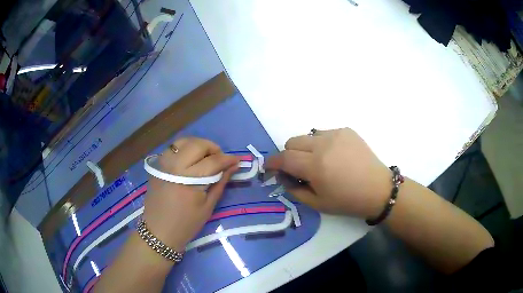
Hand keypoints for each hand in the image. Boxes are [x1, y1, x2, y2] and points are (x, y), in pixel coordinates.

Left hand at [142, 137, 239, 250]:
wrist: (158, 231)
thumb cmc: (186, 224)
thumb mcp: (208, 206)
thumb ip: (220, 182)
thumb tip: (233, 167)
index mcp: (188, 180)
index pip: (212, 161)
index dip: (228, 159)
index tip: (238, 160)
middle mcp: (174, 166)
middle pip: (197, 145)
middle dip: (212, 148)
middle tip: (220, 159)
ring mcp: (163, 163)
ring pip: (183, 141)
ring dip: (198, 145)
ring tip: (205, 157)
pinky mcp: (157, 165)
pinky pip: (173, 148)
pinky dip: (185, 148)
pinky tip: (190, 158)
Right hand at [266, 128, 390, 218]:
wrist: (378, 189)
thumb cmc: (348, 201)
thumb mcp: (317, 203)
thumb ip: (294, 189)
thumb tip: (283, 176)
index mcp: (315, 166)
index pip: (284, 158)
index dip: (273, 162)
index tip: (269, 167)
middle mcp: (323, 144)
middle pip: (292, 141)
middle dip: (289, 155)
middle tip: (297, 168)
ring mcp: (336, 134)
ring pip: (308, 135)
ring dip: (305, 148)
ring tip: (318, 161)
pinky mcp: (346, 130)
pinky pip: (324, 133)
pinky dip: (321, 143)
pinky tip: (333, 156)